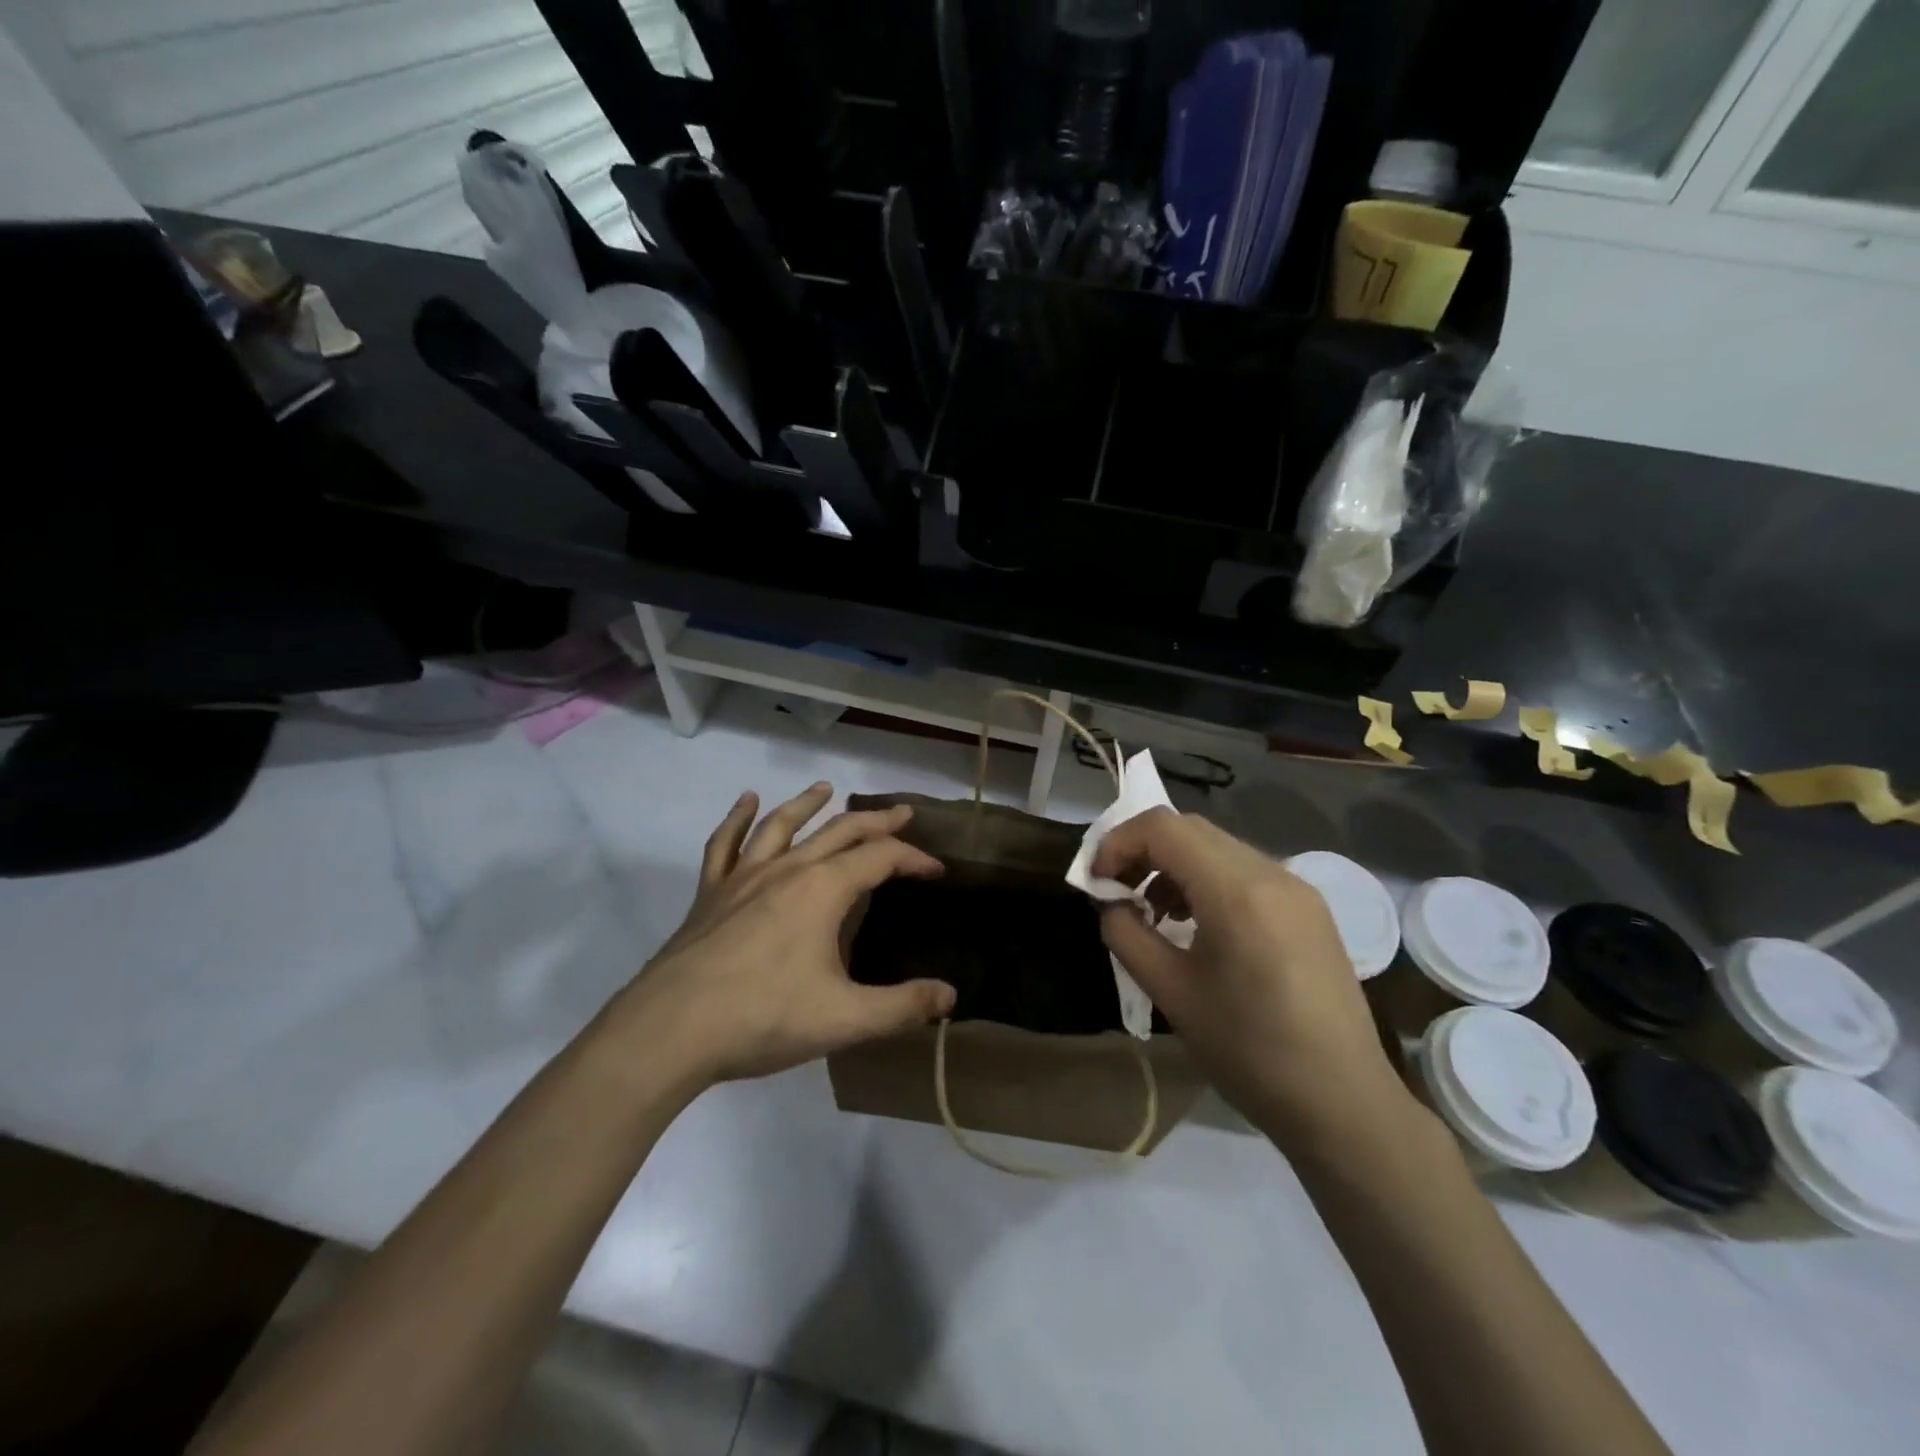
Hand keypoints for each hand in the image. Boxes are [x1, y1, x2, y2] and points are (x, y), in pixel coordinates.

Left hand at [617, 784, 956, 1085]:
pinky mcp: (710, 894)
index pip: (880, 858)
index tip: (936, 870)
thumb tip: (950, 996)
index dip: (913, 859)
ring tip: (826, 788)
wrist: (670, 1030)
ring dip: (808, 804)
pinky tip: (745, 800)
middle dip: (876, 821)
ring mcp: (743, 877)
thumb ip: (902, 1006)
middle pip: (839, 831)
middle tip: (901, 813)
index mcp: (823, 890)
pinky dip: (736, 818)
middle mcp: (787, 870)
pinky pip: (725, 844)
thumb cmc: (763, 1017)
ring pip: (782, 825)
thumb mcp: (845, 1019)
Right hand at [1093, 809, 1410, 1142]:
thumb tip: (1112, 904)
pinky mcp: (1309, 909)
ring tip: (1155, 913)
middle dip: (1143, 850)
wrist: (1343, 1104)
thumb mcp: (1170, 993)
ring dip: (1175, 865)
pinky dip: (1208, 881)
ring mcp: (1297, 888)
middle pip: (1190, 829)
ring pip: (1218, 847)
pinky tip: (1198, 925)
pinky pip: (1246, 872)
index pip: (1163, 828)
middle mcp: (1271, 872)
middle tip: (1117, 891)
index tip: (1097, 882)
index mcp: (1237, 890)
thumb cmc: (1249, 1051)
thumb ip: (1127, 935)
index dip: (1118, 843)